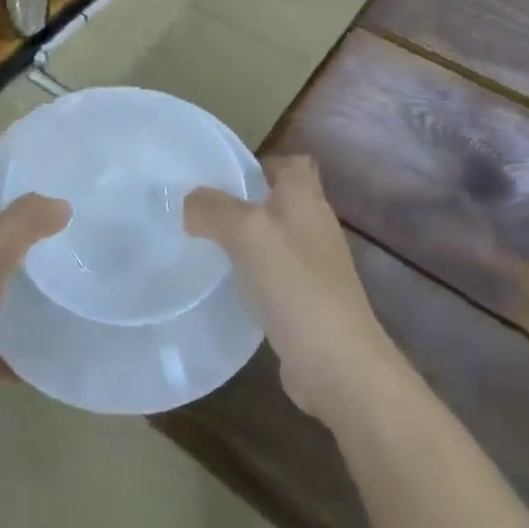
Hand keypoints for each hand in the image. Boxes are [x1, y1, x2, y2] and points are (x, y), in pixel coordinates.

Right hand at [184, 155, 398, 426]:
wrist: (338, 364)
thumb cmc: (295, 284)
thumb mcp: (245, 232)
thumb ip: (212, 208)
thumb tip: (190, 204)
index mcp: (306, 199)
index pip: (291, 163)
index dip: (261, 163)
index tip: (223, 177)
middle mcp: (314, 227)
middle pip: (278, 201)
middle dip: (242, 203)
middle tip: (201, 211)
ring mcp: (314, 268)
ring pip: (273, 239)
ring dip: (243, 240)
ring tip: (204, 245)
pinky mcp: (307, 303)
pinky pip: (272, 276)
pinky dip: (250, 276)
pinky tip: (225, 287)